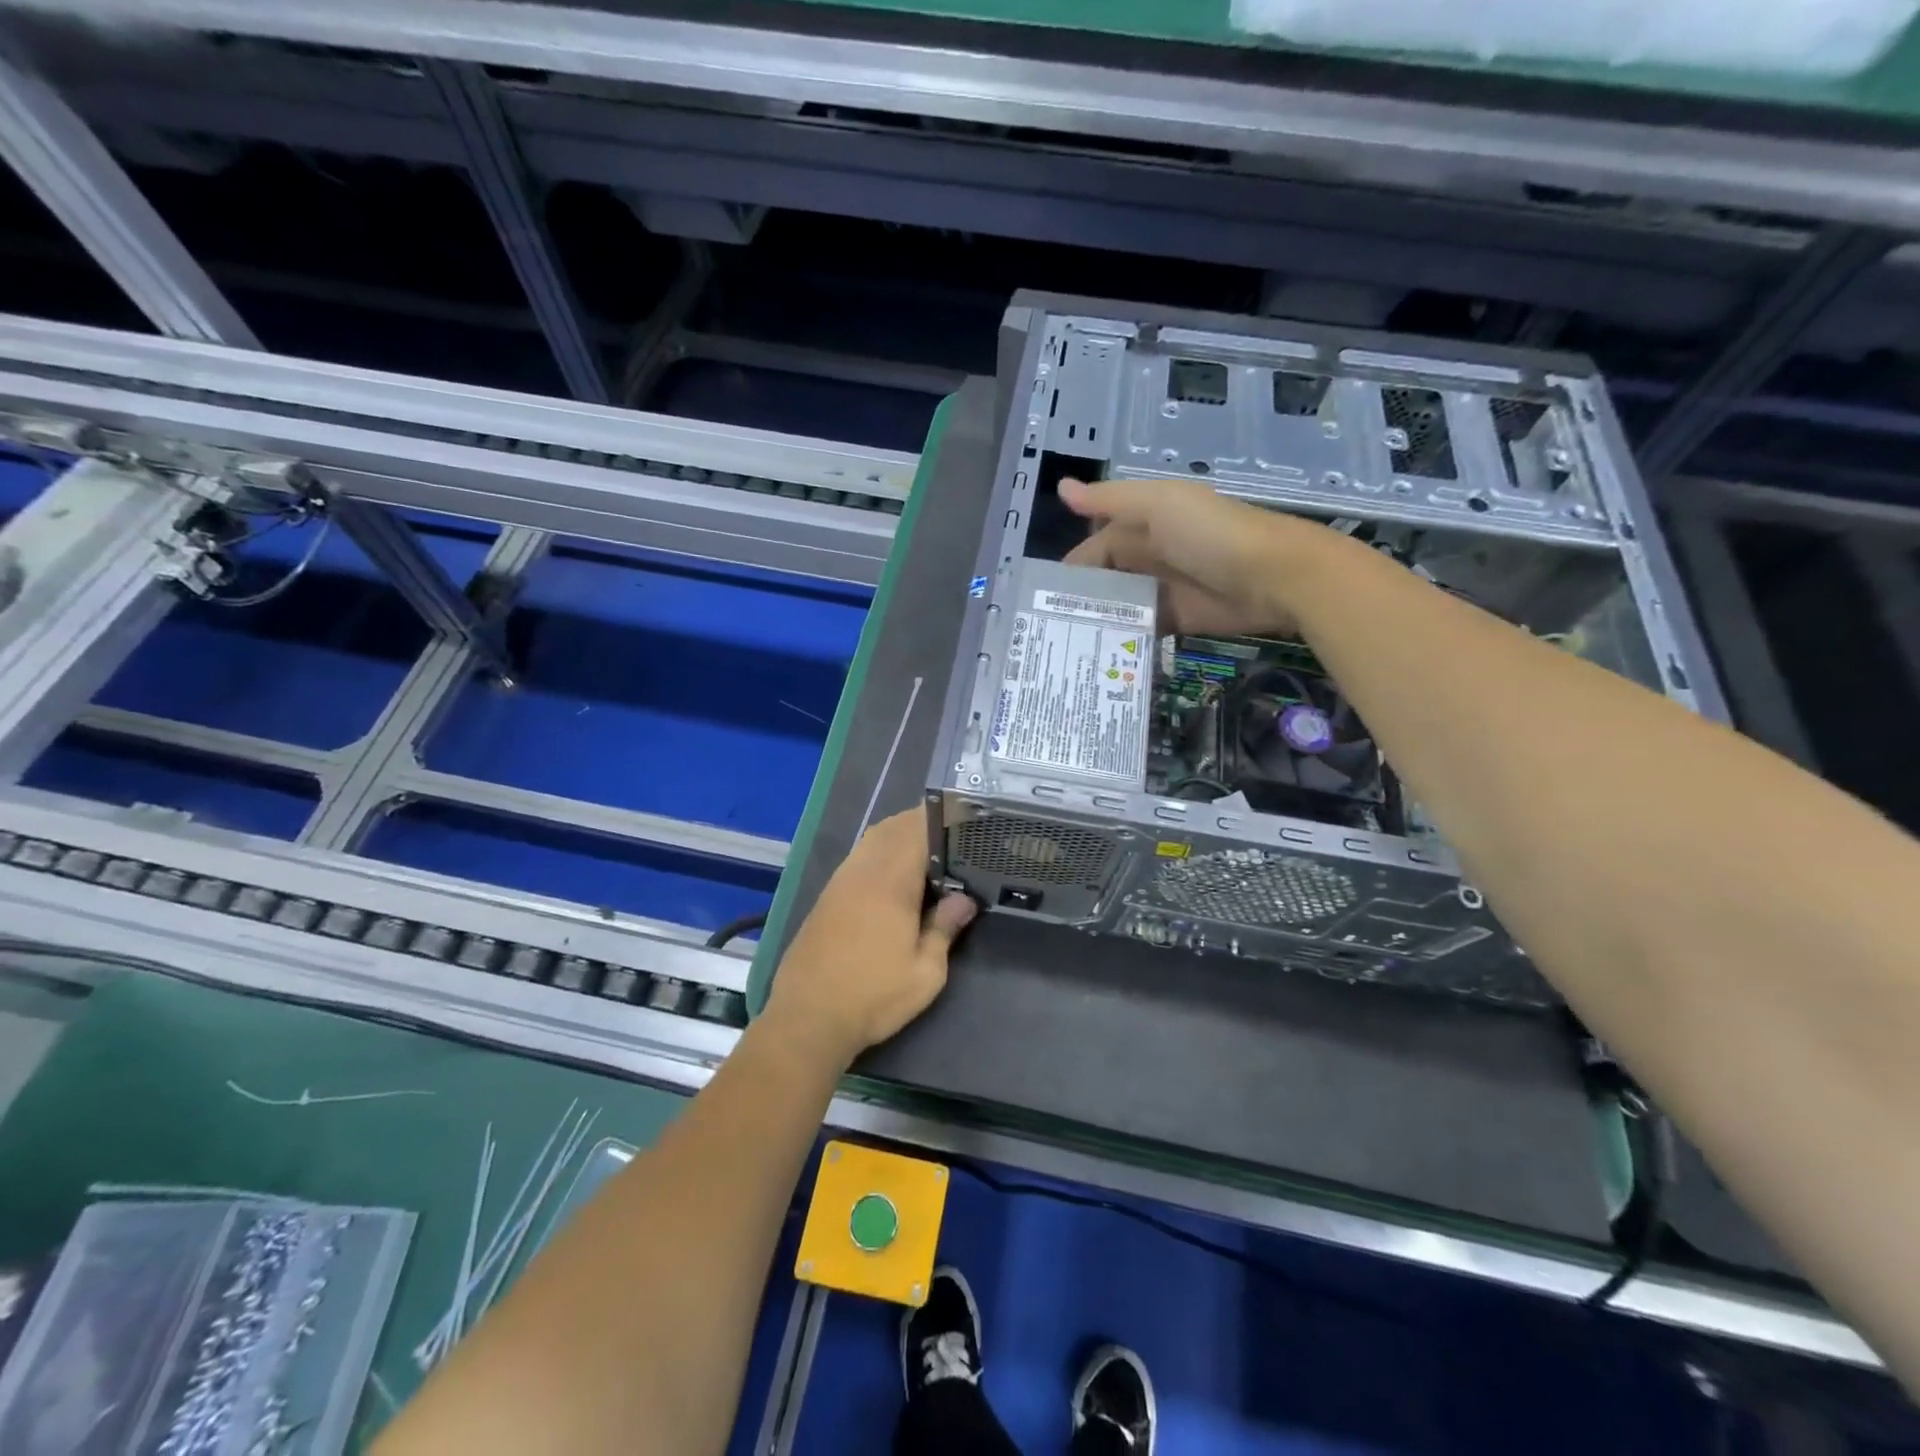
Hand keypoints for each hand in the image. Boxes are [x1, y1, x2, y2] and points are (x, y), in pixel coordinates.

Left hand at [763, 807, 976, 1065]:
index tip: (963, 819)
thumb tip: (964, 900)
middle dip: (921, 823)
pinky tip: (894, 877)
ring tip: (927, 854)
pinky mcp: (827, 895)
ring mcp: (840, 881)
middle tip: (950, 837)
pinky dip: (880, 852)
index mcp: (891, 881)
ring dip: (899, 836)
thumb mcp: (925, 972)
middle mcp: (863, 870)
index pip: (917, 829)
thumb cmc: (873, 996)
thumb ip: (945, 928)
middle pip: (892, 827)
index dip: (940, 818)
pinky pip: (858, 857)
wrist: (808, 1018)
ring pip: (872, 839)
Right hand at [1061, 477, 1298, 636]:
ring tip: (1068, 646)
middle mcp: (1150, 556)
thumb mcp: (1159, 506)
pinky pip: (1143, 629)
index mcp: (1143, 524)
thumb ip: (1109, 501)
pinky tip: (1101, 654)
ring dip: (1100, 621)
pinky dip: (1125, 638)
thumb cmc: (1211, 534)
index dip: (1073, 569)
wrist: (1275, 576)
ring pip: (1121, 606)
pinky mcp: (1179, 619)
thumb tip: (1061, 488)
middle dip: (1081, 599)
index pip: (1096, 547)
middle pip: (1106, 578)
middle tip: (1050, 628)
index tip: (1045, 598)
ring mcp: (1164, 589)